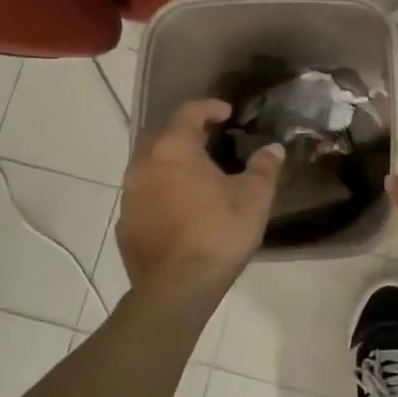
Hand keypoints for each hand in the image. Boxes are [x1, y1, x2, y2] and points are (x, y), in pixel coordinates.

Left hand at [116, 100, 281, 317]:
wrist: (177, 288)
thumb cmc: (218, 233)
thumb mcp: (254, 197)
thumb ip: (264, 168)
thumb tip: (273, 149)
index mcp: (174, 149)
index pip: (188, 112)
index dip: (209, 107)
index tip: (227, 114)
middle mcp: (144, 165)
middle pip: (159, 134)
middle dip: (182, 131)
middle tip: (208, 140)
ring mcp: (129, 196)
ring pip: (147, 165)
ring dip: (169, 163)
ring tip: (196, 175)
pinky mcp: (125, 224)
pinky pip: (143, 195)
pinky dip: (160, 192)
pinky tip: (180, 208)